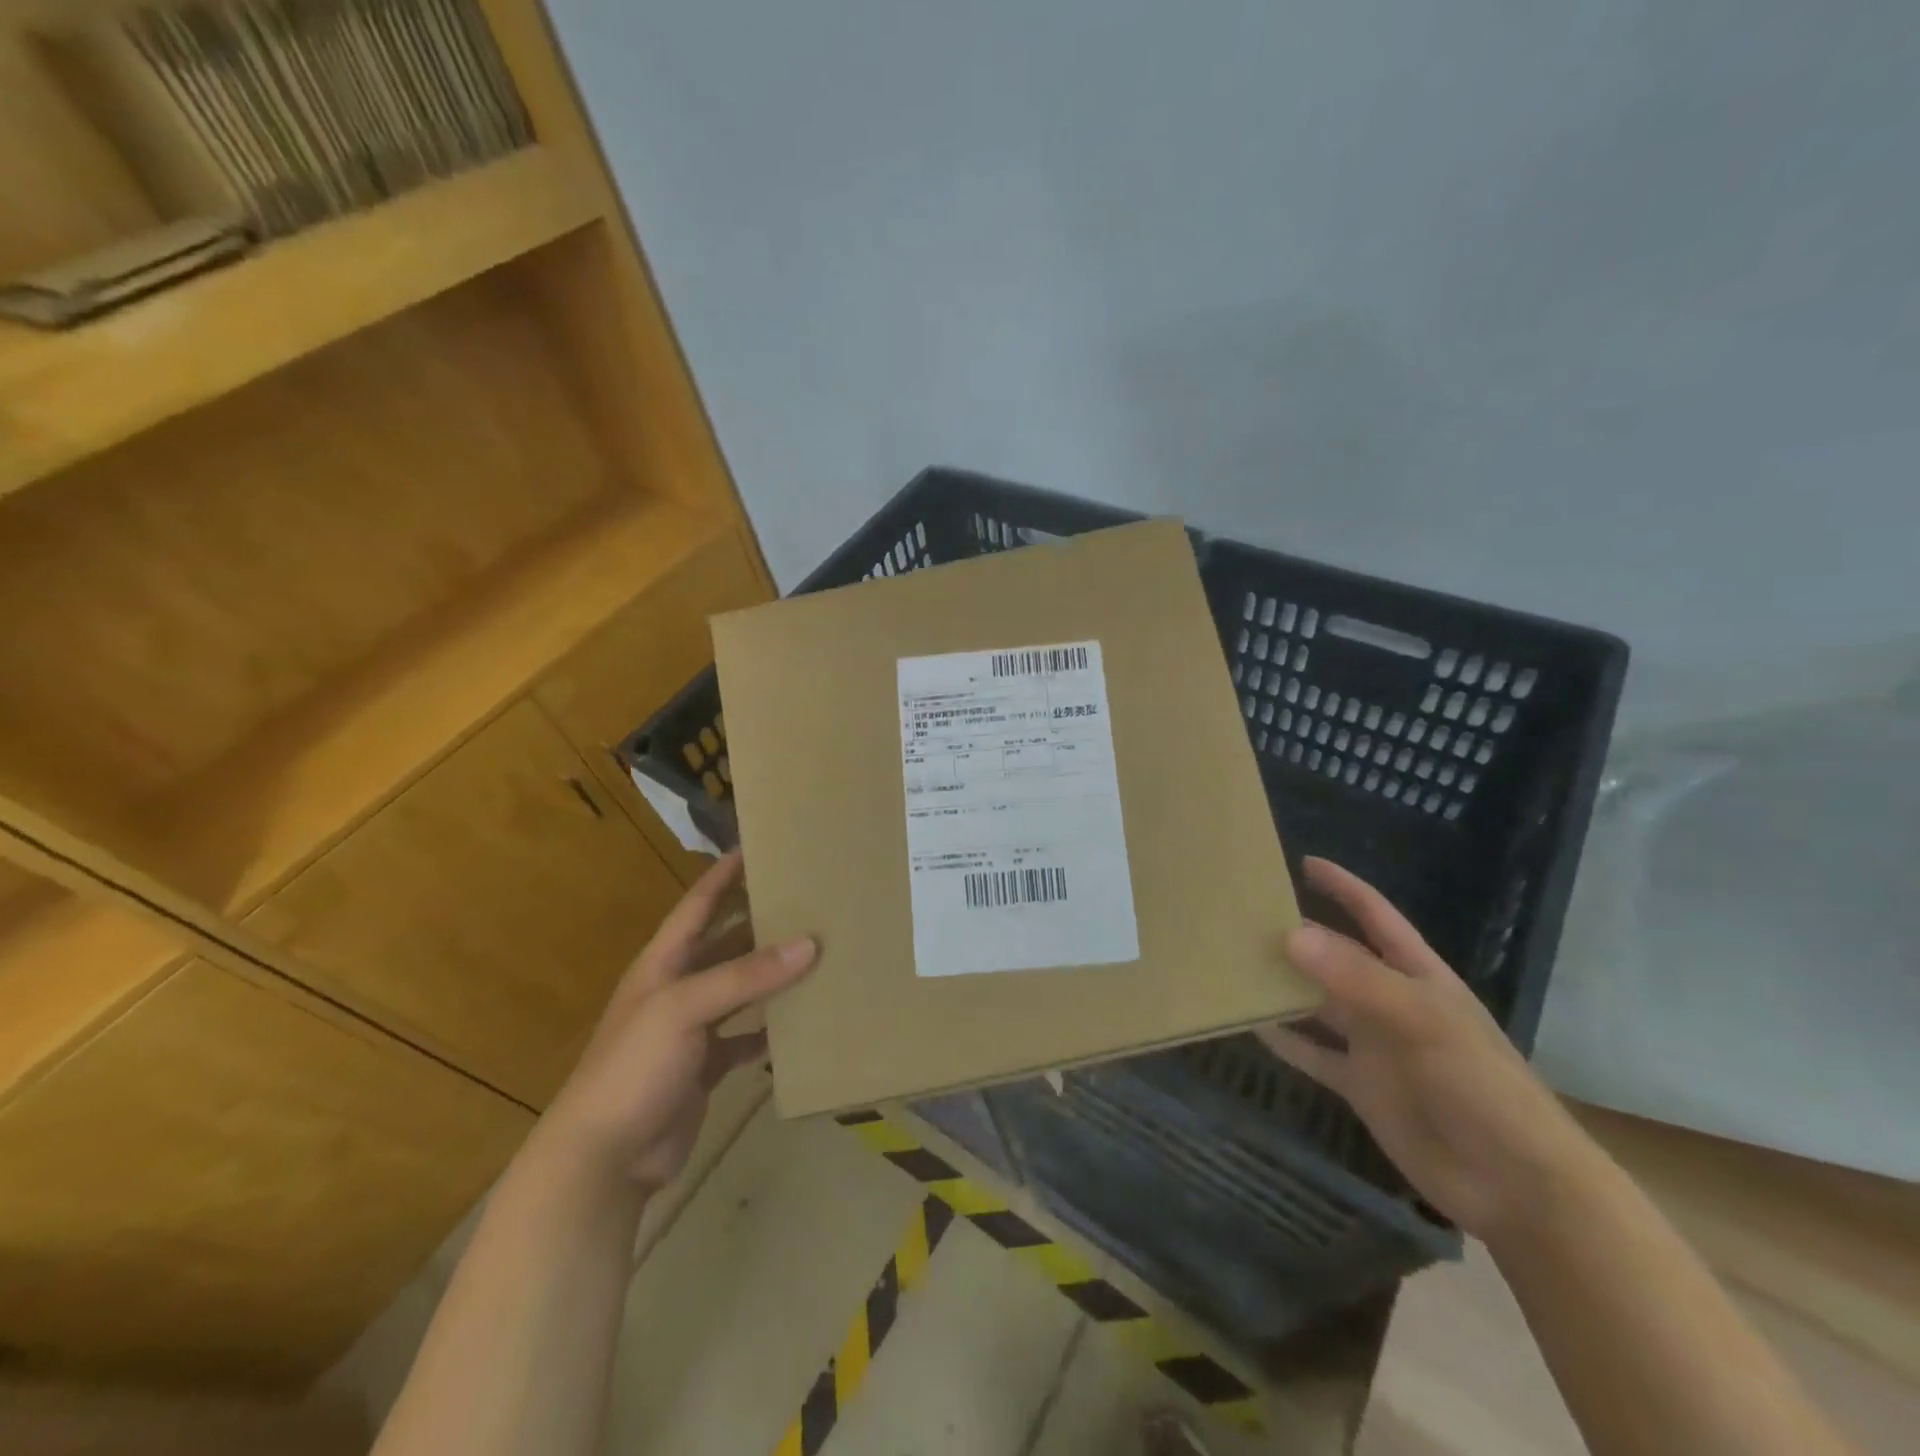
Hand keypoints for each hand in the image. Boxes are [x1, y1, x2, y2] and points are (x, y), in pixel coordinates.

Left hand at [535, 850, 816, 1194]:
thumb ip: (745, 975)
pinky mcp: (704, 1068)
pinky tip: (798, 1027)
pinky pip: (744, 1040)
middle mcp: (678, 989)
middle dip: (761, 923)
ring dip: (771, 977)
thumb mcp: (684, 1009)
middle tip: (808, 902)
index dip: (724, 874)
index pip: (698, 905)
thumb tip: (809, 943)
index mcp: (664, 963)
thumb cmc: (633, 1066)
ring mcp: (691, 1031)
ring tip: (817, 956)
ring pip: (740, 991)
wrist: (602, 1159)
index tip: (759, 846)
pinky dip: (768, 1033)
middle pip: (725, 944)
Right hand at [1257, 858, 1599, 1243]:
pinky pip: (1314, 1055)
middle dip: (1298, 935)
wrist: (1516, 1186)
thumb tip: (1290, 935)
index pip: (1376, 916)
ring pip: (1318, 1003)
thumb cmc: (1483, 1088)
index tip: (1301, 863)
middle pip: (1337, 957)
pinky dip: (1285, 1041)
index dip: (1344, 888)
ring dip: (1284, 986)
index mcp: (1418, 976)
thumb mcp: (1424, 1022)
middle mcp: (1390, 1002)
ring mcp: (1374, 1046)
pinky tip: (1251, 1026)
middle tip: (1243, 916)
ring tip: (1235, 964)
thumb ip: (1357, 978)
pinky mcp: (1361, 1087)